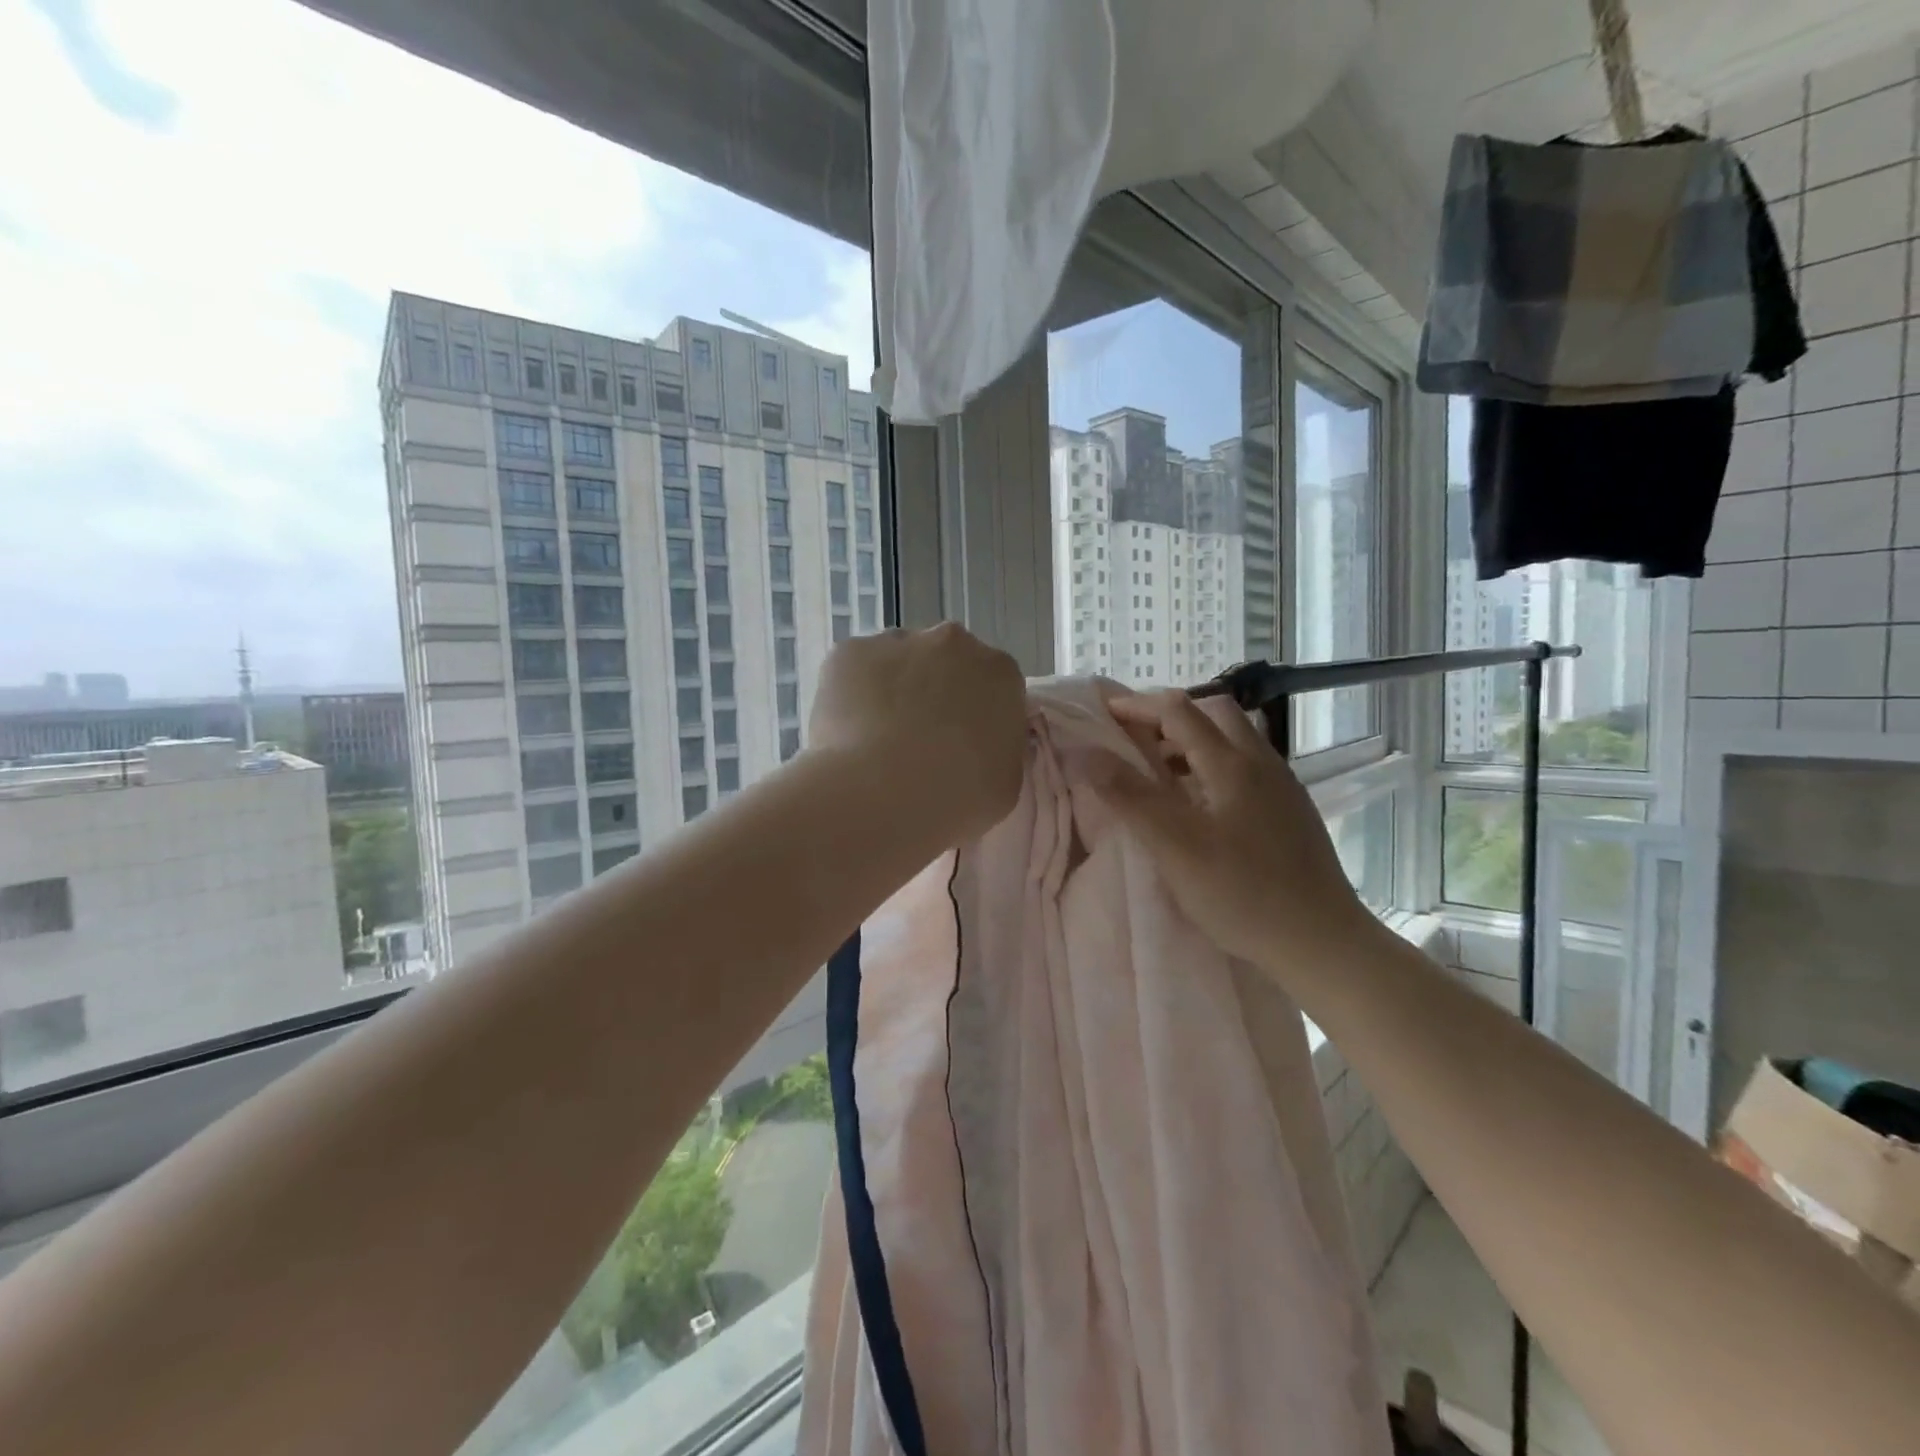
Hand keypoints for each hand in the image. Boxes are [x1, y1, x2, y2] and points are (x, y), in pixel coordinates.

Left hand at [810, 623, 1027, 840]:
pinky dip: (849, 695)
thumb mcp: (1004, 783)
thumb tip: (979, 745)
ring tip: (875, 741)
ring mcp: (897, 642)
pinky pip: (852, 670)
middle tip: (916, 741)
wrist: (882, 795)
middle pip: (944, 661)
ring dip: (890, 689)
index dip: (973, 714)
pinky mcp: (849, 651)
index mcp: (1000, 673)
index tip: (959, 744)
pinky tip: (846, 733)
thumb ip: (997, 749)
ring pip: (895, 661)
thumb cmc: (956, 797)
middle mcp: (952, 643)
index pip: (992, 685)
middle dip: (932, 692)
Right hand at [1099, 691, 1378, 969]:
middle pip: (1213, 713)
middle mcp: (1261, 762)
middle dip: (1169, 716)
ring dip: (1192, 740)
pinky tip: (1199, 803)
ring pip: (1233, 739)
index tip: (1103, 713)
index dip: (1137, 706)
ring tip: (1159, 771)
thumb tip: (1086, 753)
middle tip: (1135, 741)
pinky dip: (1211, 764)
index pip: (1179, 710)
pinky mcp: (1290, 810)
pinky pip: (1245, 766)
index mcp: (1232, 764)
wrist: (1322, 941)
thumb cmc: (1242, 893)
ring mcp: (1282, 786)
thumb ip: (1130, 796)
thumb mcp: (1175, 847)